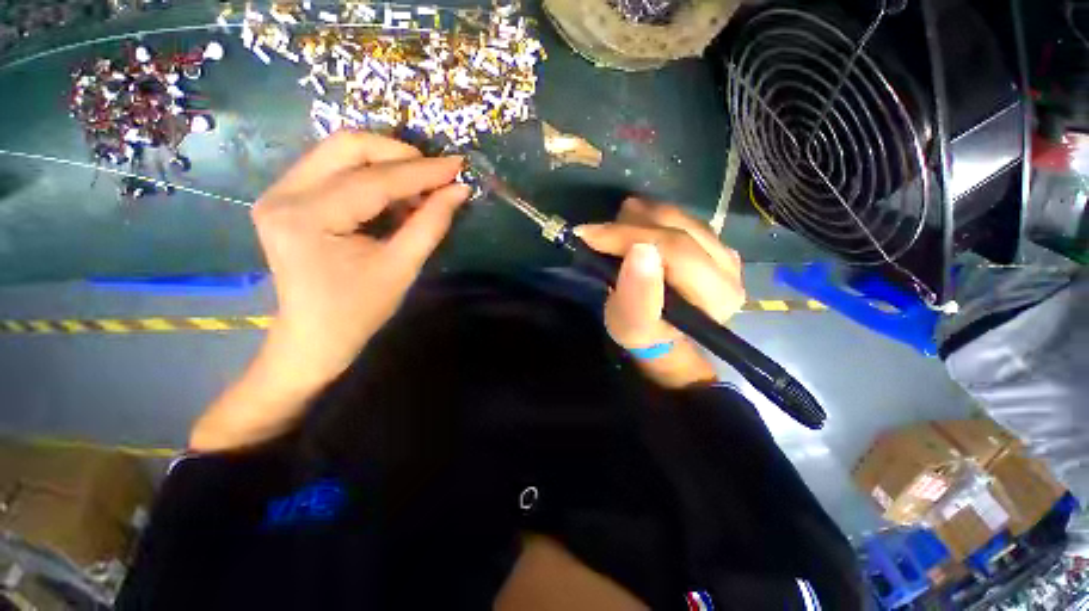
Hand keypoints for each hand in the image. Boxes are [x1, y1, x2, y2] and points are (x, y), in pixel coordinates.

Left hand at [189, 132, 468, 451]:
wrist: (314, 336)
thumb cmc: (358, 311)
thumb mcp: (401, 268)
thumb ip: (430, 224)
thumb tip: (458, 191)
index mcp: (307, 218)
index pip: (374, 180)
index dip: (422, 172)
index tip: (457, 165)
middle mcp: (283, 194)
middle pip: (346, 146)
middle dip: (399, 155)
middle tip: (436, 174)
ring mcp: (280, 192)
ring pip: (340, 152)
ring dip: (387, 164)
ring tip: (420, 189)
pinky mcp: (287, 197)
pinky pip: (334, 169)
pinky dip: (372, 175)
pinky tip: (396, 196)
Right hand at [575, 198, 744, 387]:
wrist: (662, 335)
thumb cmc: (644, 334)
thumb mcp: (632, 326)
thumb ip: (637, 294)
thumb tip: (639, 248)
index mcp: (716, 295)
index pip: (674, 250)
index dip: (628, 236)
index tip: (588, 234)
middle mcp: (730, 269)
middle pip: (678, 229)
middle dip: (630, 225)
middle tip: (597, 231)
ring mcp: (725, 252)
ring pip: (679, 218)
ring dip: (639, 218)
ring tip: (613, 229)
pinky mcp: (714, 243)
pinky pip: (680, 218)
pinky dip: (651, 218)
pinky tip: (633, 226)